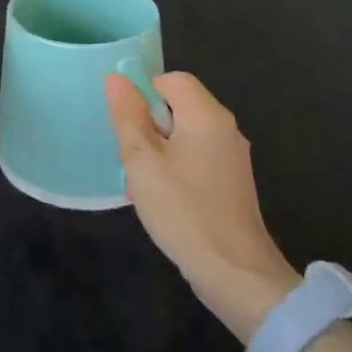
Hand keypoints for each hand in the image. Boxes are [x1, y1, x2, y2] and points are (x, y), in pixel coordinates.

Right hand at [106, 72, 300, 342]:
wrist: (234, 273)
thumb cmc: (183, 209)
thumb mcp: (142, 160)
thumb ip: (127, 116)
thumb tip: (116, 78)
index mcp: (206, 115)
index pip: (171, 80)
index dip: (143, 92)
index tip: (125, 124)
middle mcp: (225, 129)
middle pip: (178, 106)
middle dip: (147, 125)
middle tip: (129, 156)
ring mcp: (232, 158)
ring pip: (184, 135)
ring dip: (158, 150)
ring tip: (140, 181)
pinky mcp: (231, 183)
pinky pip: (195, 158)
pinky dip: (174, 168)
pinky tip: (161, 198)